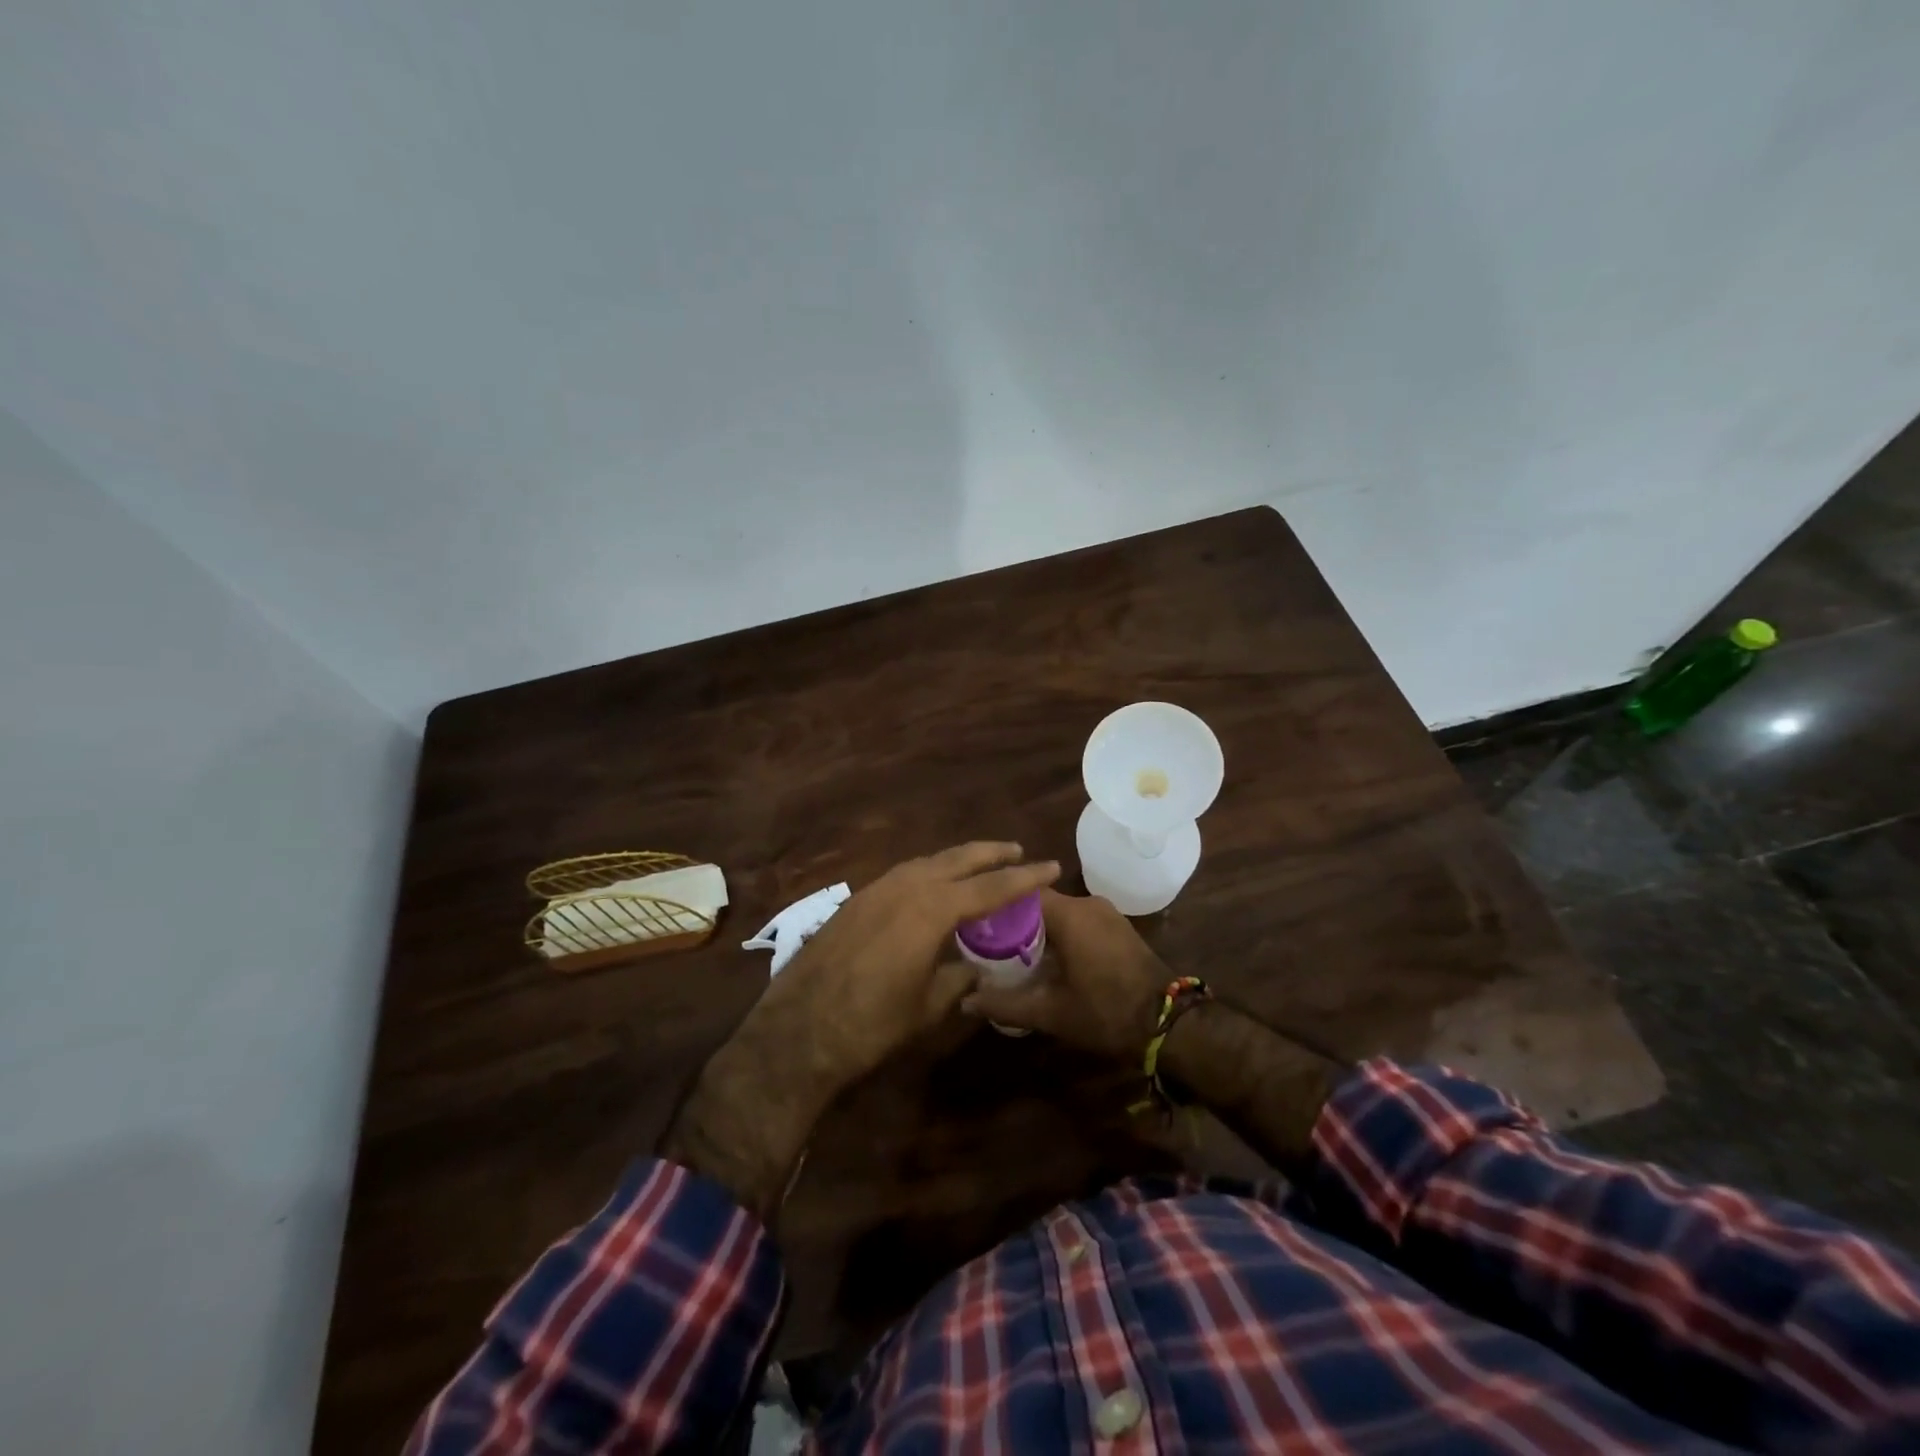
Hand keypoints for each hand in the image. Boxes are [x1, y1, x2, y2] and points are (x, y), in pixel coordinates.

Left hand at [761, 842, 1061, 1086]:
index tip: (1052, 867)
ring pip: (927, 862)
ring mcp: (875, 889)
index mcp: (931, 909)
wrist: (798, 1029)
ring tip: (979, 865)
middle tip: (1017, 851)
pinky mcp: (855, 901)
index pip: (991, 886)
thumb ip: (958, 978)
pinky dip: (928, 873)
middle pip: (957, 859)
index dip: (1025, 878)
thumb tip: (974, 966)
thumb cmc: (872, 1024)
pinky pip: (903, 875)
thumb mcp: (928, 1006)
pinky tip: (932, 887)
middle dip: (990, 853)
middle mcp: (905, 886)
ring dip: (957, 860)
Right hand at [961, 889, 1171, 1058]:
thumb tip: (965, 1003)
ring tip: (1012, 951)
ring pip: (1060, 912)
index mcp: (1069, 914)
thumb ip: (1006, 1004)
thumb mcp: (1051, 1013)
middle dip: (1015, 920)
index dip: (997, 906)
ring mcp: (1107, 914)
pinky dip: (1060, 934)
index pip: (1022, 893)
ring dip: (1038, 928)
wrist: (1170, 1024)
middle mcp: (1087, 903)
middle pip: (1039, 901)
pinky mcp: (1118, 927)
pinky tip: (1047, 958)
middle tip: (989, 942)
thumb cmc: (1106, 1012)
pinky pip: (1079, 921)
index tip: (976, 923)